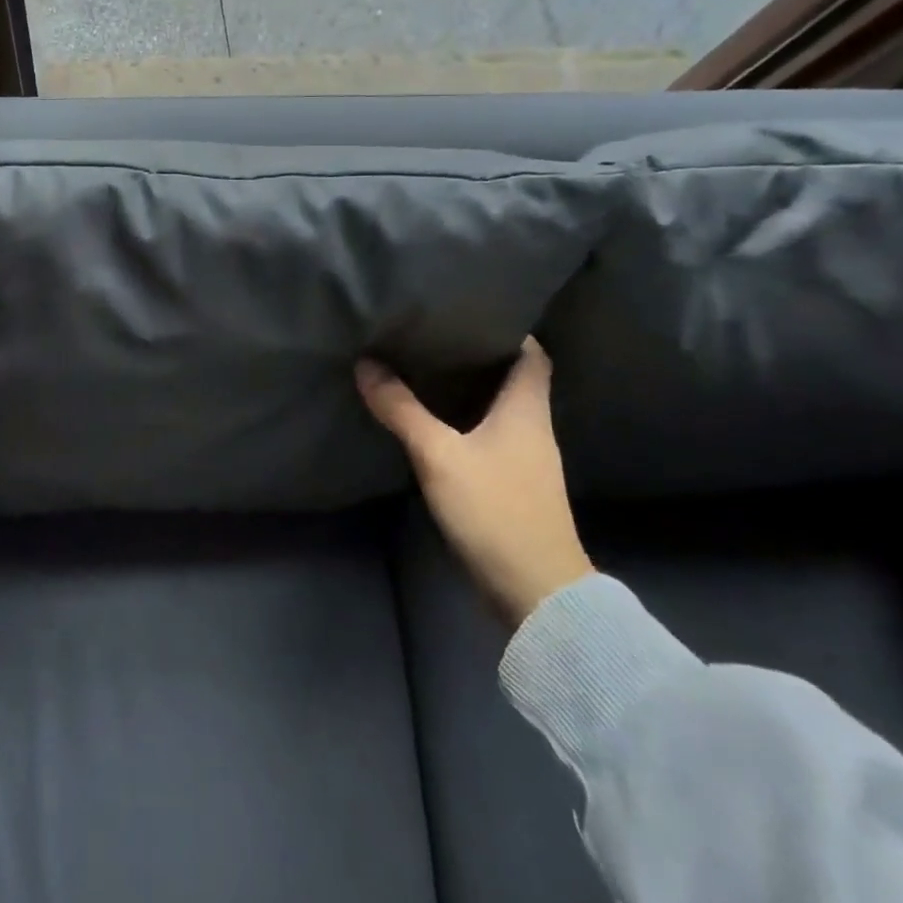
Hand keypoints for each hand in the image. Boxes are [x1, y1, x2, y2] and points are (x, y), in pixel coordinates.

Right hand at [357, 338, 590, 626]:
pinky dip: (466, 421)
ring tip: (426, 368)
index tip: (472, 310)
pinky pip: (490, 436)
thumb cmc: (495, 510)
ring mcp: (526, 460)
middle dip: (478, 355)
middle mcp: (534, 428)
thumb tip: (366, 364)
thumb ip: (402, 409)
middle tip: (433, 334)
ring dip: (470, 389)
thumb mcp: (440, 455)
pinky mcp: (513, 486)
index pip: (532, 354)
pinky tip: (435, 421)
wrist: (536, 592)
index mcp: (528, 409)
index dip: (509, 328)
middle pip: (513, 378)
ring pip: (500, 408)